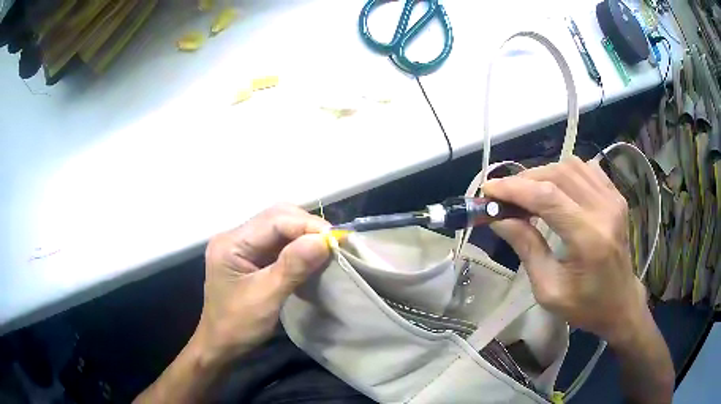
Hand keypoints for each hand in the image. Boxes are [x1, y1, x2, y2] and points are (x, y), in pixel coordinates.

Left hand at [195, 204, 329, 363]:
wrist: (221, 345)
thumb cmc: (237, 325)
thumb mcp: (265, 298)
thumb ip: (292, 267)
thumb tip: (323, 240)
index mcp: (231, 242)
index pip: (273, 220)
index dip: (306, 225)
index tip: (334, 239)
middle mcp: (235, 237)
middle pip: (276, 217)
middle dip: (306, 226)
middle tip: (332, 242)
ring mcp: (243, 246)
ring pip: (279, 228)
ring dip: (304, 235)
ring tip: (326, 247)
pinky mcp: (251, 257)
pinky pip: (279, 243)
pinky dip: (298, 247)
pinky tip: (312, 256)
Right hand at [483, 157, 646, 345]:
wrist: (621, 303)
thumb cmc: (585, 306)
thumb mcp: (549, 289)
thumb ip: (527, 248)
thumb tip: (499, 217)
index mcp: (589, 239)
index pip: (547, 197)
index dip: (514, 189)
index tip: (488, 190)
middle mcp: (604, 210)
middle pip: (558, 175)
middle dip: (525, 180)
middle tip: (504, 197)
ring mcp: (613, 198)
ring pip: (570, 166)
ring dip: (543, 174)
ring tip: (527, 194)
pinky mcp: (616, 195)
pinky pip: (585, 169)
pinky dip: (563, 173)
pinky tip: (555, 189)